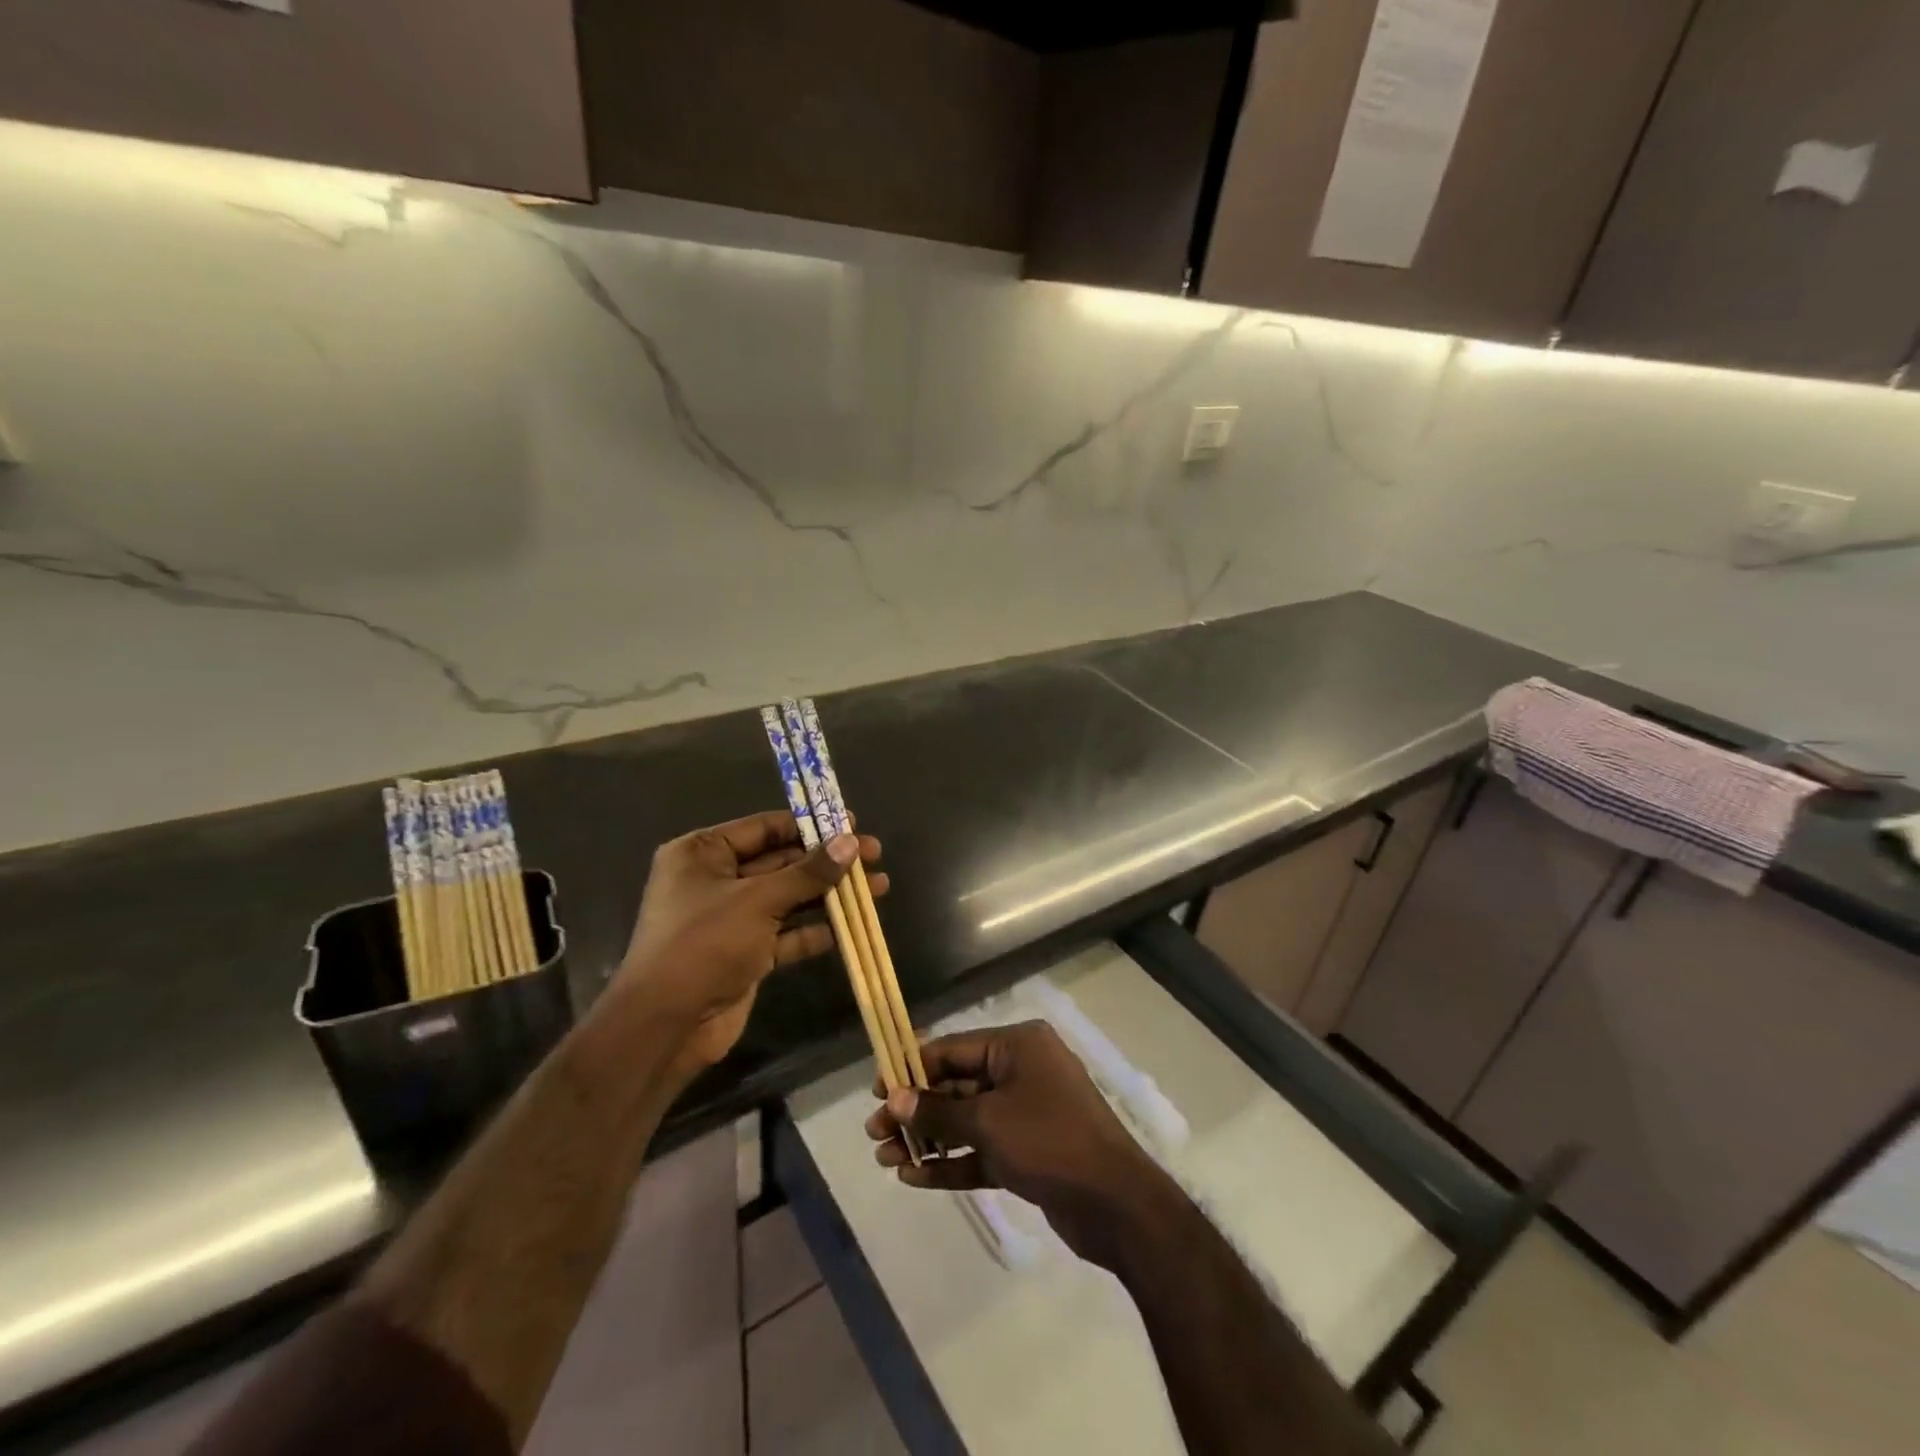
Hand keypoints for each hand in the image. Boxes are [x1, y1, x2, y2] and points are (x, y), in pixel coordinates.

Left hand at [617, 810, 885, 1073]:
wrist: (666, 1026)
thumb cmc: (704, 944)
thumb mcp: (758, 901)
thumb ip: (808, 872)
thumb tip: (851, 842)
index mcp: (703, 853)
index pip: (765, 827)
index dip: (811, 825)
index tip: (853, 825)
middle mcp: (715, 879)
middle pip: (781, 861)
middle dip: (827, 862)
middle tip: (874, 857)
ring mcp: (730, 918)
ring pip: (788, 898)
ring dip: (828, 895)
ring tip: (878, 889)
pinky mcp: (744, 953)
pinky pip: (785, 933)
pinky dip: (813, 930)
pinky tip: (849, 928)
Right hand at [864, 1020, 1169, 1270]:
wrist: (1116, 1204)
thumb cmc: (1049, 1141)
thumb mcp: (988, 1121)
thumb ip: (938, 1110)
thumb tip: (894, 1099)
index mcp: (1017, 1046)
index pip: (953, 1048)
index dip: (912, 1067)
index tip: (876, 1089)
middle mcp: (1021, 1070)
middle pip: (956, 1084)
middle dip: (916, 1109)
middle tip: (875, 1132)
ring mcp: (1026, 1111)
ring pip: (966, 1119)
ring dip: (928, 1138)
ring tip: (886, 1159)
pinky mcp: (1028, 1151)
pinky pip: (981, 1148)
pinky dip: (952, 1161)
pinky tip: (915, 1178)